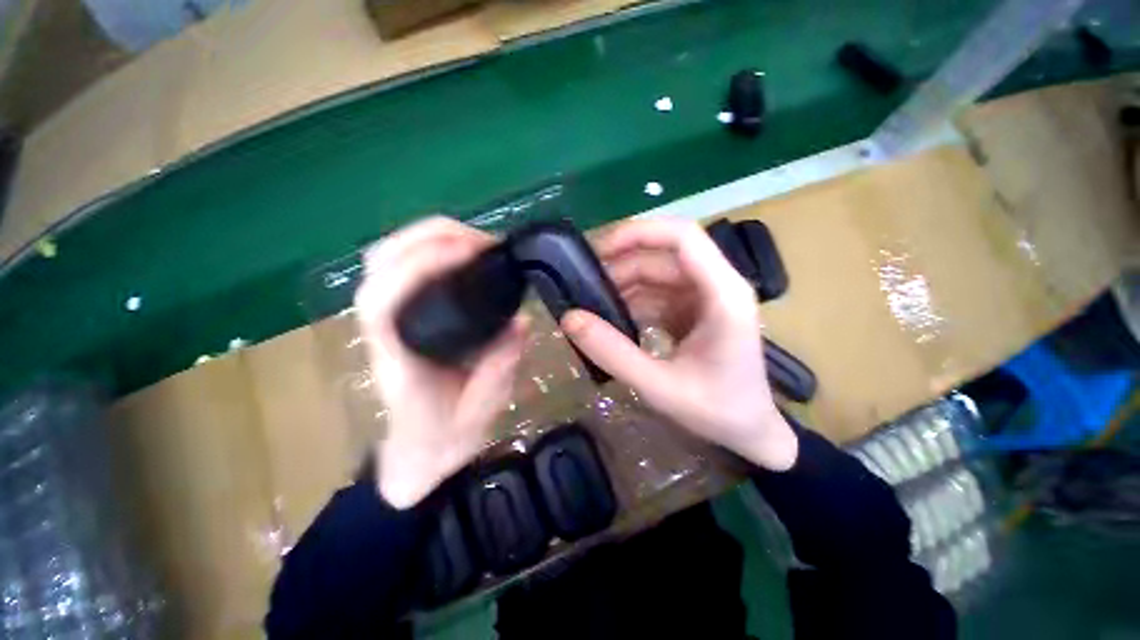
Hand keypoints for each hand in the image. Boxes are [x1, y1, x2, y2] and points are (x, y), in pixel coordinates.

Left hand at [354, 217, 526, 507]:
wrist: (420, 455)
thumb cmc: (444, 441)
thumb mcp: (480, 415)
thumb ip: (498, 369)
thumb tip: (522, 321)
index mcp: (399, 361)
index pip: (384, 300)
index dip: (420, 264)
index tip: (470, 252)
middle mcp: (384, 333)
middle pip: (379, 265)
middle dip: (428, 237)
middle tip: (482, 241)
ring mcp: (389, 322)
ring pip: (386, 260)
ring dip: (427, 237)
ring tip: (474, 241)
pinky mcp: (402, 318)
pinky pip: (403, 269)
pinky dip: (429, 249)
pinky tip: (462, 254)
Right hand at [561, 217, 797, 471]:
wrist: (750, 432)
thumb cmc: (717, 411)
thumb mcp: (659, 386)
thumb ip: (613, 353)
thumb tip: (570, 319)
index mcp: (723, 294)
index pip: (682, 237)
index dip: (638, 233)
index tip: (599, 251)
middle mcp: (717, 285)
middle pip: (662, 256)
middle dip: (620, 266)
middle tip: (582, 287)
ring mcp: (706, 297)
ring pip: (656, 273)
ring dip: (623, 285)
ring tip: (591, 305)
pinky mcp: (694, 309)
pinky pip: (657, 293)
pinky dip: (632, 301)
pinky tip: (612, 319)